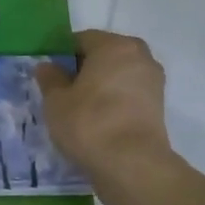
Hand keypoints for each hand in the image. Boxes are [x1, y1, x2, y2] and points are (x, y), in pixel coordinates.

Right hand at [36, 30, 175, 196]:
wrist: (132, 165)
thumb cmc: (89, 123)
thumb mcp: (56, 100)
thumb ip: (50, 78)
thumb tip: (47, 66)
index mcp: (115, 46)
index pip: (81, 39)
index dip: (61, 55)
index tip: (48, 75)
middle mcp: (140, 56)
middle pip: (103, 56)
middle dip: (82, 70)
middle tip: (60, 92)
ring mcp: (153, 82)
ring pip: (116, 77)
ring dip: (98, 87)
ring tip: (77, 109)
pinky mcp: (158, 107)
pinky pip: (127, 95)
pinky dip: (112, 102)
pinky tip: (95, 121)